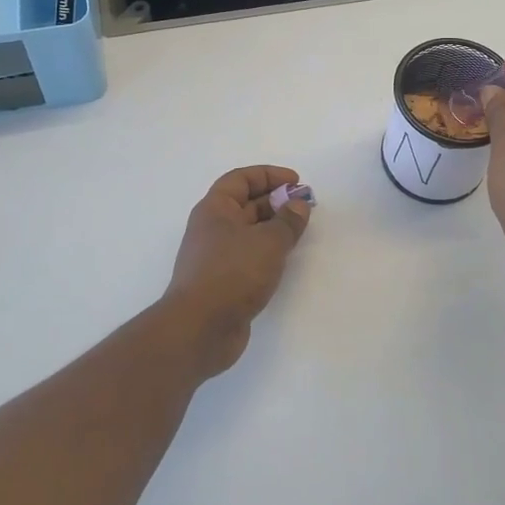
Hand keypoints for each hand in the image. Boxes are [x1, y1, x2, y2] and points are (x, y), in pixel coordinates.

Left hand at [162, 166, 312, 376]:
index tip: (296, 182)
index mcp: (215, 209)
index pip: (241, 179)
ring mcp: (216, 256)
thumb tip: (298, 205)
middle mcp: (212, 228)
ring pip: (249, 232)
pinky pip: (249, 256)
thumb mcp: (268, 242)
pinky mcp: (223, 282)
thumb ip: (288, 221)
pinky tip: (285, 259)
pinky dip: (267, 252)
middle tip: (305, 207)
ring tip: (300, 232)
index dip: (269, 175)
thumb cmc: (232, 273)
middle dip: (276, 201)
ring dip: (274, 228)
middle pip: (246, 204)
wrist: (199, 329)